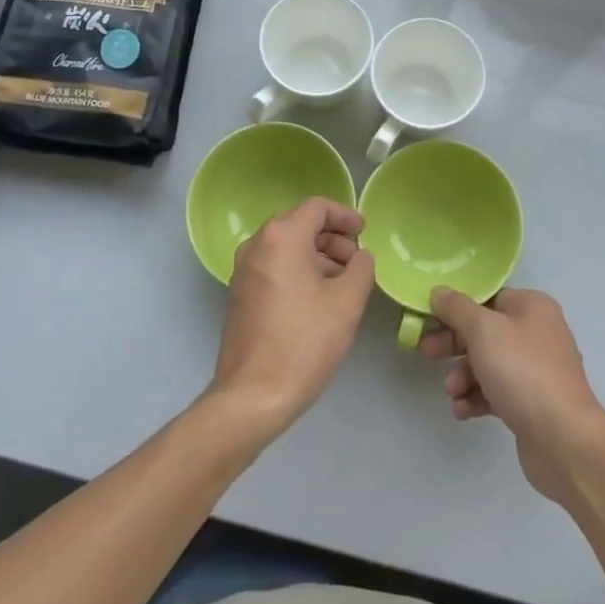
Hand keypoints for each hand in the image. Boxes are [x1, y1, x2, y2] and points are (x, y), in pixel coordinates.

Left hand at [209, 198, 374, 442]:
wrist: (253, 396)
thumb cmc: (304, 342)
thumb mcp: (347, 303)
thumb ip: (361, 268)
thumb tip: (360, 257)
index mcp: (281, 238)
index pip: (317, 207)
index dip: (345, 215)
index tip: (365, 231)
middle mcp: (257, 245)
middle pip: (300, 224)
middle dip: (332, 238)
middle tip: (356, 261)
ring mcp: (243, 270)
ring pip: (286, 246)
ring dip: (317, 255)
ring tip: (343, 283)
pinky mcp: (239, 294)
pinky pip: (274, 266)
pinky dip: (298, 270)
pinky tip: (318, 298)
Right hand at [420, 286, 604, 505]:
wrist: (564, 439)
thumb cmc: (522, 371)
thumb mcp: (483, 330)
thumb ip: (457, 308)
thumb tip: (438, 291)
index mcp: (532, 307)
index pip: (488, 298)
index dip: (457, 307)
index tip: (430, 319)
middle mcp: (537, 333)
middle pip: (485, 331)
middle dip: (454, 344)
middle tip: (427, 352)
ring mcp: (537, 370)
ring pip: (488, 364)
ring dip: (464, 376)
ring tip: (453, 392)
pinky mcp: (532, 403)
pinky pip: (497, 392)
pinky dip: (477, 398)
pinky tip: (463, 411)